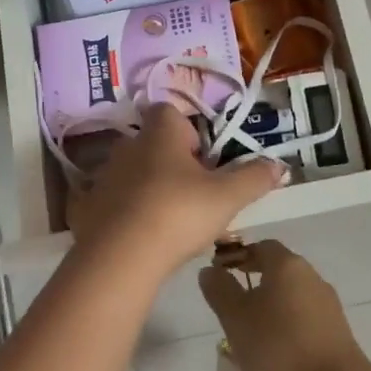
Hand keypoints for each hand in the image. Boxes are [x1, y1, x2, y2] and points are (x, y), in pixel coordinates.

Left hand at [67, 105, 284, 275]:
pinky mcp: (90, 206)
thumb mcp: (227, 197)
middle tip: (196, 193)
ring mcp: (105, 175)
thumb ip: (254, 177)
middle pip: (154, 143)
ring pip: (135, 172)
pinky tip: (144, 236)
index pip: (171, 111)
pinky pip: (116, 200)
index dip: (190, 131)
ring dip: (151, 186)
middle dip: (173, 162)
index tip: (205, 160)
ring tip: (172, 218)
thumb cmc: (177, 212)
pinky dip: (129, 211)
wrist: (119, 258)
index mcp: (160, 132)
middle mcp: (128, 144)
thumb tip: (280, 165)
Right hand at [199, 240, 366, 370]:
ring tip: (251, 341)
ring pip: (290, 299)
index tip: (221, 276)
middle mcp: (311, 277)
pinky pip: (304, 321)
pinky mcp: (337, 333)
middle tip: (232, 312)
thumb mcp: (236, 319)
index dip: (239, 258)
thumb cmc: (279, 348)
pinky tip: (276, 358)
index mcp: (287, 265)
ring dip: (270, 311)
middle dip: (253, 287)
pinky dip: (287, 330)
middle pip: (277, 272)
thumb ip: (220, 291)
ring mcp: (328, 305)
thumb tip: (210, 270)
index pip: (260, 247)